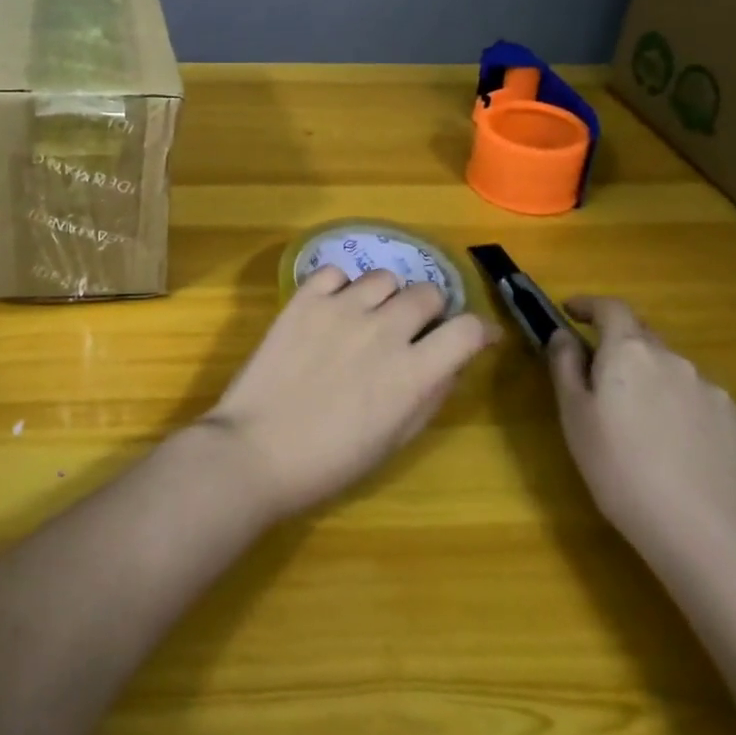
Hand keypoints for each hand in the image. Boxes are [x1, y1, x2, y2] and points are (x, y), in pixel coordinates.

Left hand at [200, 267, 496, 521]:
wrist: (257, 449)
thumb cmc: (330, 461)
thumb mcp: (394, 440)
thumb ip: (429, 396)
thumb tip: (452, 363)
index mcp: (412, 373)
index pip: (467, 330)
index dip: (478, 331)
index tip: (475, 336)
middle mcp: (383, 330)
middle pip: (428, 292)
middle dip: (430, 310)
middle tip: (412, 330)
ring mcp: (341, 309)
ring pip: (384, 277)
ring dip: (386, 297)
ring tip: (368, 318)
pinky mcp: (304, 299)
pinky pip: (336, 273)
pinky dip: (341, 287)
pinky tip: (332, 309)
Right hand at [550, 296, 735, 574]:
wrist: (710, 538)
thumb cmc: (621, 471)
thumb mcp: (574, 418)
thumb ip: (565, 367)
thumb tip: (564, 336)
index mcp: (630, 353)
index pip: (611, 308)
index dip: (589, 304)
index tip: (570, 311)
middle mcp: (675, 361)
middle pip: (644, 339)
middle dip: (621, 349)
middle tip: (602, 379)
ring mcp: (715, 394)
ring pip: (675, 375)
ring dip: (655, 385)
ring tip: (644, 428)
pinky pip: (704, 407)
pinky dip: (685, 415)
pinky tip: (681, 454)